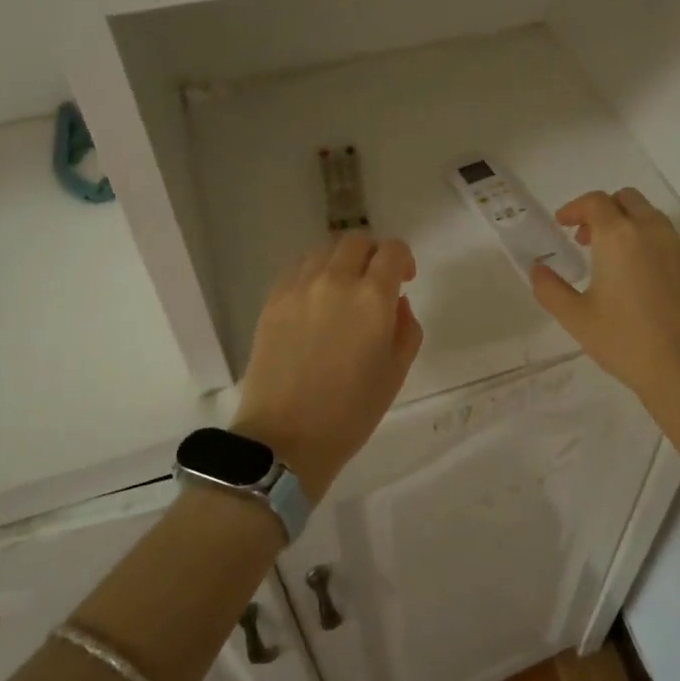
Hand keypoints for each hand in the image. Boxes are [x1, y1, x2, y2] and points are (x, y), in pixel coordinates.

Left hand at [232, 232, 422, 500]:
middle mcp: (335, 281)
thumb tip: (396, 303)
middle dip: (372, 255)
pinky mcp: (272, 301)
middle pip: (356, 241)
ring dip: (341, 263)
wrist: (285, 438)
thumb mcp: (396, 372)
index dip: (403, 259)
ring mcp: (298, 288)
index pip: (392, 251)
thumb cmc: (351, 412)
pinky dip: (313, 276)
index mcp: (372, 298)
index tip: (404, 280)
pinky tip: (315, 304)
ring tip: (342, 292)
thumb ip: (407, 327)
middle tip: (375, 283)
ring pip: (324, 252)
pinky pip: (297, 271)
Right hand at [531, 190, 679, 473]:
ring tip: (613, 258)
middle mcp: (651, 231)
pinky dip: (648, 242)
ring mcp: (678, 247)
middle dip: (603, 210)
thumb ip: (550, 288)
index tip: (562, 224)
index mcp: (619, 236)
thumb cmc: (625, 341)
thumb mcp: (576, 318)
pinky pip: (668, 238)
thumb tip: (537, 269)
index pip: (595, 202)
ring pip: (650, 216)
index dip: (574, 208)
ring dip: (627, 223)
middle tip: (586, 239)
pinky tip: (640, 277)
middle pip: (626, 199)